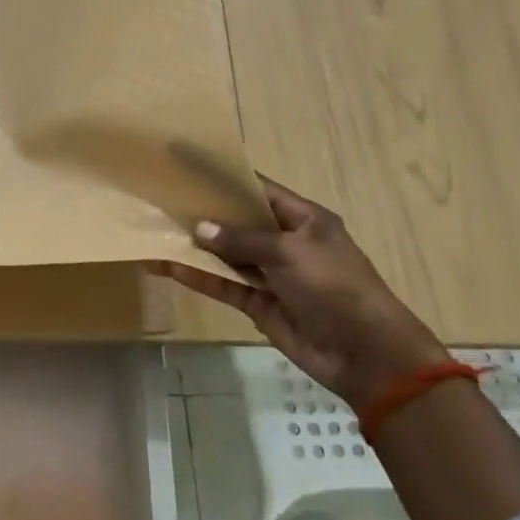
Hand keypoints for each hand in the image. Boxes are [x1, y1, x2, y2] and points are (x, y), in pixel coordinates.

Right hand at [148, 175, 449, 407]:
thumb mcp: (290, 253)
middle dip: (204, 213)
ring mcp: (271, 274)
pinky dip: (198, 277)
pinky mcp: (259, 304)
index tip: (188, 167)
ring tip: (156, 232)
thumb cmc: (334, 287)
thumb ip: (243, 239)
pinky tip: (168, 266)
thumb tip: (200, 228)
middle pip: (238, 222)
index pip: (259, 190)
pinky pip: (224, 285)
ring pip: (226, 255)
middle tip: (162, 200)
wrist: (364, 352)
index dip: (225, 179)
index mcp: (304, 219)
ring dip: (195, 247)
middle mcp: (285, 242)